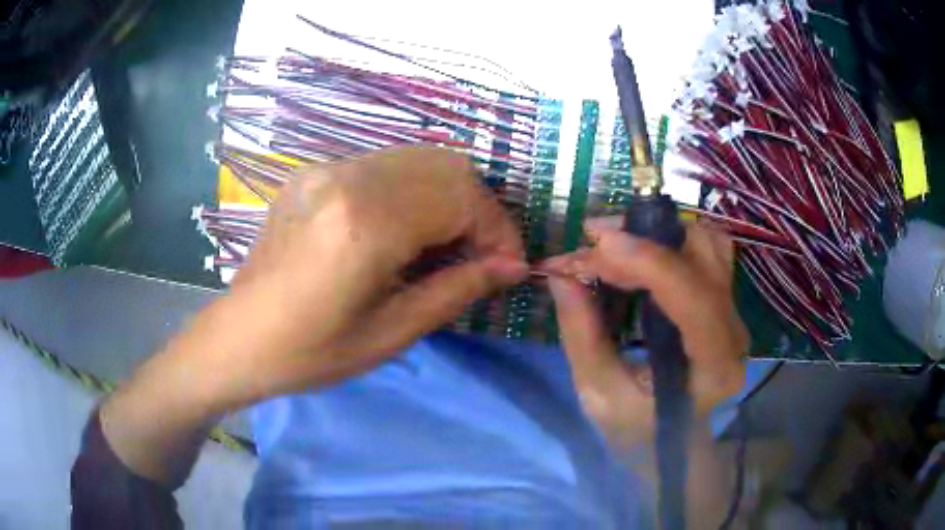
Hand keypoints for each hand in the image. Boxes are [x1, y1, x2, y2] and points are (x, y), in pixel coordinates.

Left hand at [99, 147, 526, 484]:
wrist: (238, 338)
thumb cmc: (311, 351)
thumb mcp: (391, 333)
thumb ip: (457, 290)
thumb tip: (512, 266)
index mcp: (365, 222)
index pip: (462, 197)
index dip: (497, 230)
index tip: (507, 266)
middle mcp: (348, 178)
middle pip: (446, 165)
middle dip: (478, 209)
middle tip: (479, 255)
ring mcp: (326, 168)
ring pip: (418, 158)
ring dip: (448, 196)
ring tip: (447, 244)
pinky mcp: (313, 172)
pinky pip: (384, 165)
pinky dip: (414, 190)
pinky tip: (405, 229)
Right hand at [543, 218, 747, 447]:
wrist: (673, 441)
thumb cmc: (637, 429)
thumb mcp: (598, 393)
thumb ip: (582, 333)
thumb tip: (561, 274)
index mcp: (714, 368)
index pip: (695, 300)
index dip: (649, 262)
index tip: (597, 243)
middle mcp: (735, 333)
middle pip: (705, 260)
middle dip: (646, 239)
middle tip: (593, 239)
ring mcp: (734, 312)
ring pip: (709, 245)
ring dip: (659, 231)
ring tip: (614, 240)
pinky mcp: (724, 301)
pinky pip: (707, 250)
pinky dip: (672, 238)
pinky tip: (640, 248)